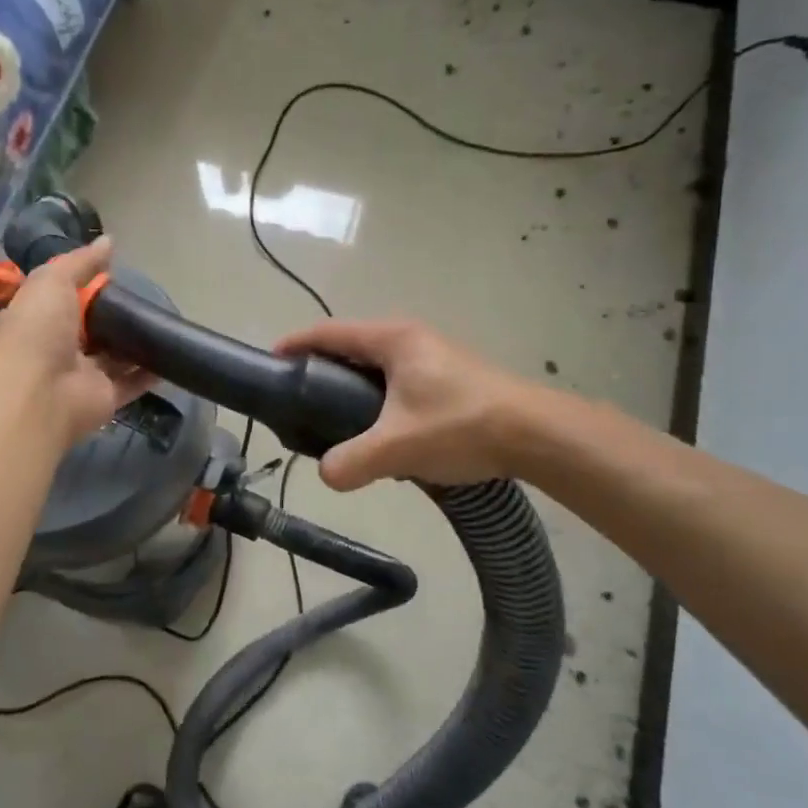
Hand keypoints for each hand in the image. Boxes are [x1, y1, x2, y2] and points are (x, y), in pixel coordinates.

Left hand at [0, 237, 153, 445]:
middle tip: (146, 298)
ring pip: (113, 357)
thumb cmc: (38, 330)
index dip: (85, 286)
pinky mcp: (105, 398)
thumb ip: (81, 262)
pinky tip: (171, 356)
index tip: (113, 273)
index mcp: (39, 318)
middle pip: (91, 329)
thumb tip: (109, 241)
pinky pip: (132, 383)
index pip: (63, 298)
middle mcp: (58, 347)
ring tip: (164, 323)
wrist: (39, 393)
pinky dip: (150, 372)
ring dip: (135, 344)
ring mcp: (82, 375)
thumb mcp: (53, 282)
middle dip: (114, 315)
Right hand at [275, 318, 531, 489]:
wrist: (537, 435)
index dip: (296, 343)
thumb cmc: (462, 425)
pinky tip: (379, 433)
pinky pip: (397, 382)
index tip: (271, 361)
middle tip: (297, 400)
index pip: (329, 332)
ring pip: (376, 367)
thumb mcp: (398, 447)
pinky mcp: (448, 379)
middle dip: (321, 369)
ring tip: (333, 421)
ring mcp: (432, 357)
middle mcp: (410, 339)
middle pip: (351, 347)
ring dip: (351, 387)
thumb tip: (326, 475)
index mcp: (393, 339)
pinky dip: (376, 399)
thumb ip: (352, 462)